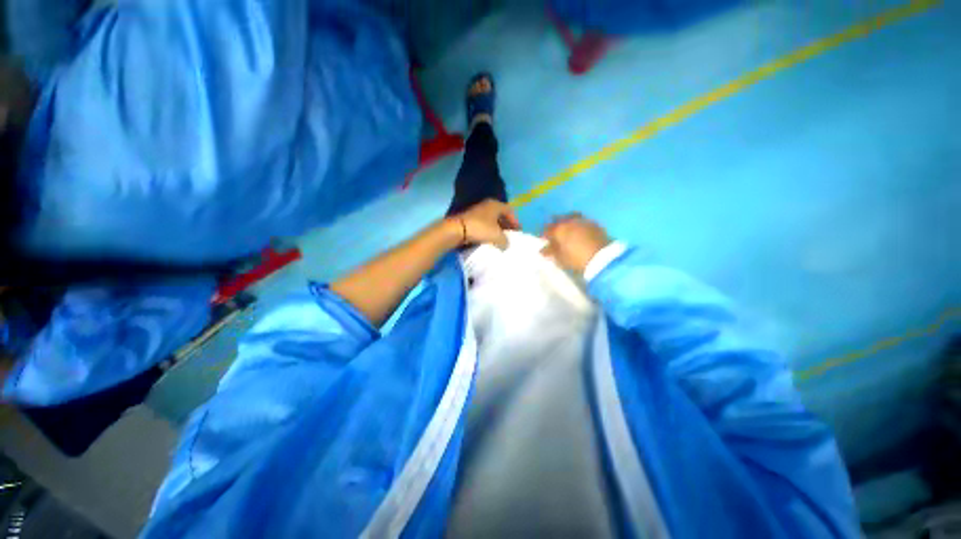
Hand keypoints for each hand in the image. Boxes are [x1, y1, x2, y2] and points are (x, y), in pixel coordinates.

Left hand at [449, 199, 520, 249]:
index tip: (518, 232)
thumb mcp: (497, 236)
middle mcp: (487, 205)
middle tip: (510, 236)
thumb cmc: (480, 229)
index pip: (510, 211)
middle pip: (500, 215)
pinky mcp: (470, 220)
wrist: (456, 230)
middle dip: (506, 226)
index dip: (515, 222)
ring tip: (500, 240)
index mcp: (496, 205)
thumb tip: (506, 245)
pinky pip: (483, 226)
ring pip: (491, 221)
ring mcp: (477, 212)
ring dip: (497, 230)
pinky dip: (488, 232)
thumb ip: (505, 241)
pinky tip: (489, 240)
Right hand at [541, 213, 610, 273]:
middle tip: (554, 234)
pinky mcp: (595, 224)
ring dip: (567, 223)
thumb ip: (551, 252)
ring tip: (567, 232)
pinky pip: (582, 222)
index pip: (547, 229)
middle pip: (559, 220)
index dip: (544, 234)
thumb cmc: (576, 258)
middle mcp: (570, 221)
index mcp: (559, 228)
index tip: (543, 240)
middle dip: (555, 226)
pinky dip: (578, 226)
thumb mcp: (560, 258)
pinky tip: (579, 233)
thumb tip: (543, 249)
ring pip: (571, 218)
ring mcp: (583, 221)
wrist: (603, 258)